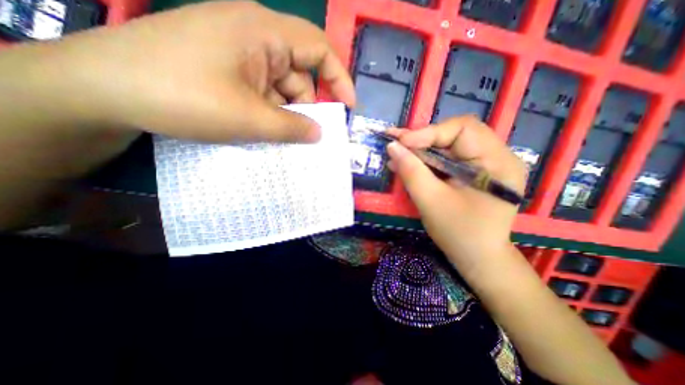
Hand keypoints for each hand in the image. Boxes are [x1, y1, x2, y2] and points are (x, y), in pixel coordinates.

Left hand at [25, 0, 355, 140]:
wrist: (105, 91)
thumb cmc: (184, 97)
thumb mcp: (249, 118)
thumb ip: (292, 127)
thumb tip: (320, 134)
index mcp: (262, 32)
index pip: (318, 49)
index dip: (339, 78)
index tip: (348, 107)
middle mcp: (253, 35)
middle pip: (298, 74)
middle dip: (304, 107)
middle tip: (305, 137)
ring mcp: (238, 52)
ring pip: (279, 88)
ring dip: (284, 114)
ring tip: (277, 137)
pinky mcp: (225, 67)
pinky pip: (261, 91)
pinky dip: (268, 112)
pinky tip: (261, 129)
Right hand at [387, 118, 525, 276]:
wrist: (477, 257)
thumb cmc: (458, 234)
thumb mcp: (431, 202)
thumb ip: (411, 171)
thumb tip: (392, 146)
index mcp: (497, 162)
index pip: (463, 129)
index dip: (428, 132)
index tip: (400, 142)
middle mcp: (497, 156)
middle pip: (455, 134)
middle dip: (423, 139)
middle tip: (396, 145)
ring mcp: (486, 164)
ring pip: (448, 145)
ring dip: (421, 149)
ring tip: (397, 155)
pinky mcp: (474, 172)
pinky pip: (448, 158)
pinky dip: (426, 160)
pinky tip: (408, 164)